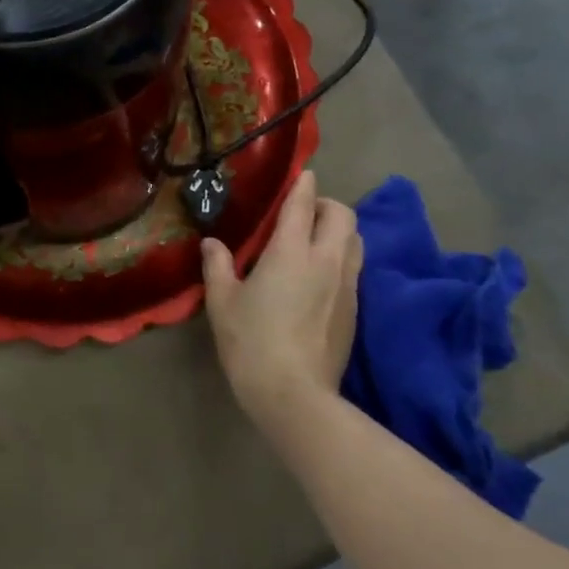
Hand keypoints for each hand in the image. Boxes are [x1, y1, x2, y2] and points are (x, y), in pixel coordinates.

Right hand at [201, 170, 361, 423]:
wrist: (294, 394)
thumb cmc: (251, 342)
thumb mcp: (222, 302)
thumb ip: (218, 266)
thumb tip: (213, 243)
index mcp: (291, 252)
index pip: (303, 204)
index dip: (303, 184)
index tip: (302, 174)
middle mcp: (326, 260)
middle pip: (342, 215)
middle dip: (326, 205)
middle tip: (304, 213)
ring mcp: (347, 285)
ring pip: (356, 240)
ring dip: (339, 231)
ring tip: (315, 241)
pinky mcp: (356, 309)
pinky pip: (355, 268)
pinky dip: (341, 258)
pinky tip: (320, 277)